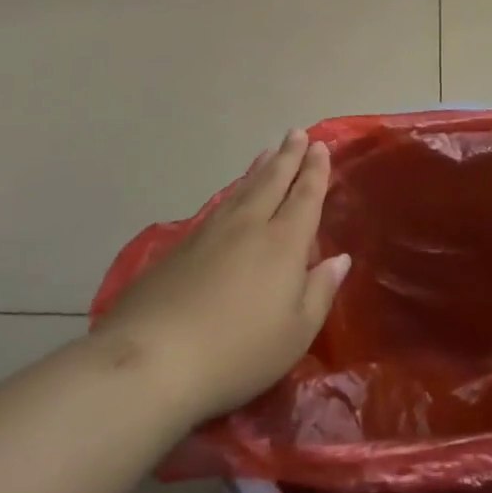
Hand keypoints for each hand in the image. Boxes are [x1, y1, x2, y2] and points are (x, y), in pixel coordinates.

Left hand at [91, 130, 350, 422]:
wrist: (152, 360)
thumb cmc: (238, 351)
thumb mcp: (295, 333)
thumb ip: (320, 291)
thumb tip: (339, 259)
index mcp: (284, 243)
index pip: (305, 196)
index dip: (315, 171)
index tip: (320, 146)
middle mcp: (249, 226)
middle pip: (273, 181)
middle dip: (288, 156)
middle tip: (297, 132)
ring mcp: (210, 233)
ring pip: (242, 190)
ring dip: (259, 169)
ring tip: (269, 152)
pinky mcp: (179, 248)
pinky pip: (218, 206)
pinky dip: (233, 192)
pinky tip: (231, 196)